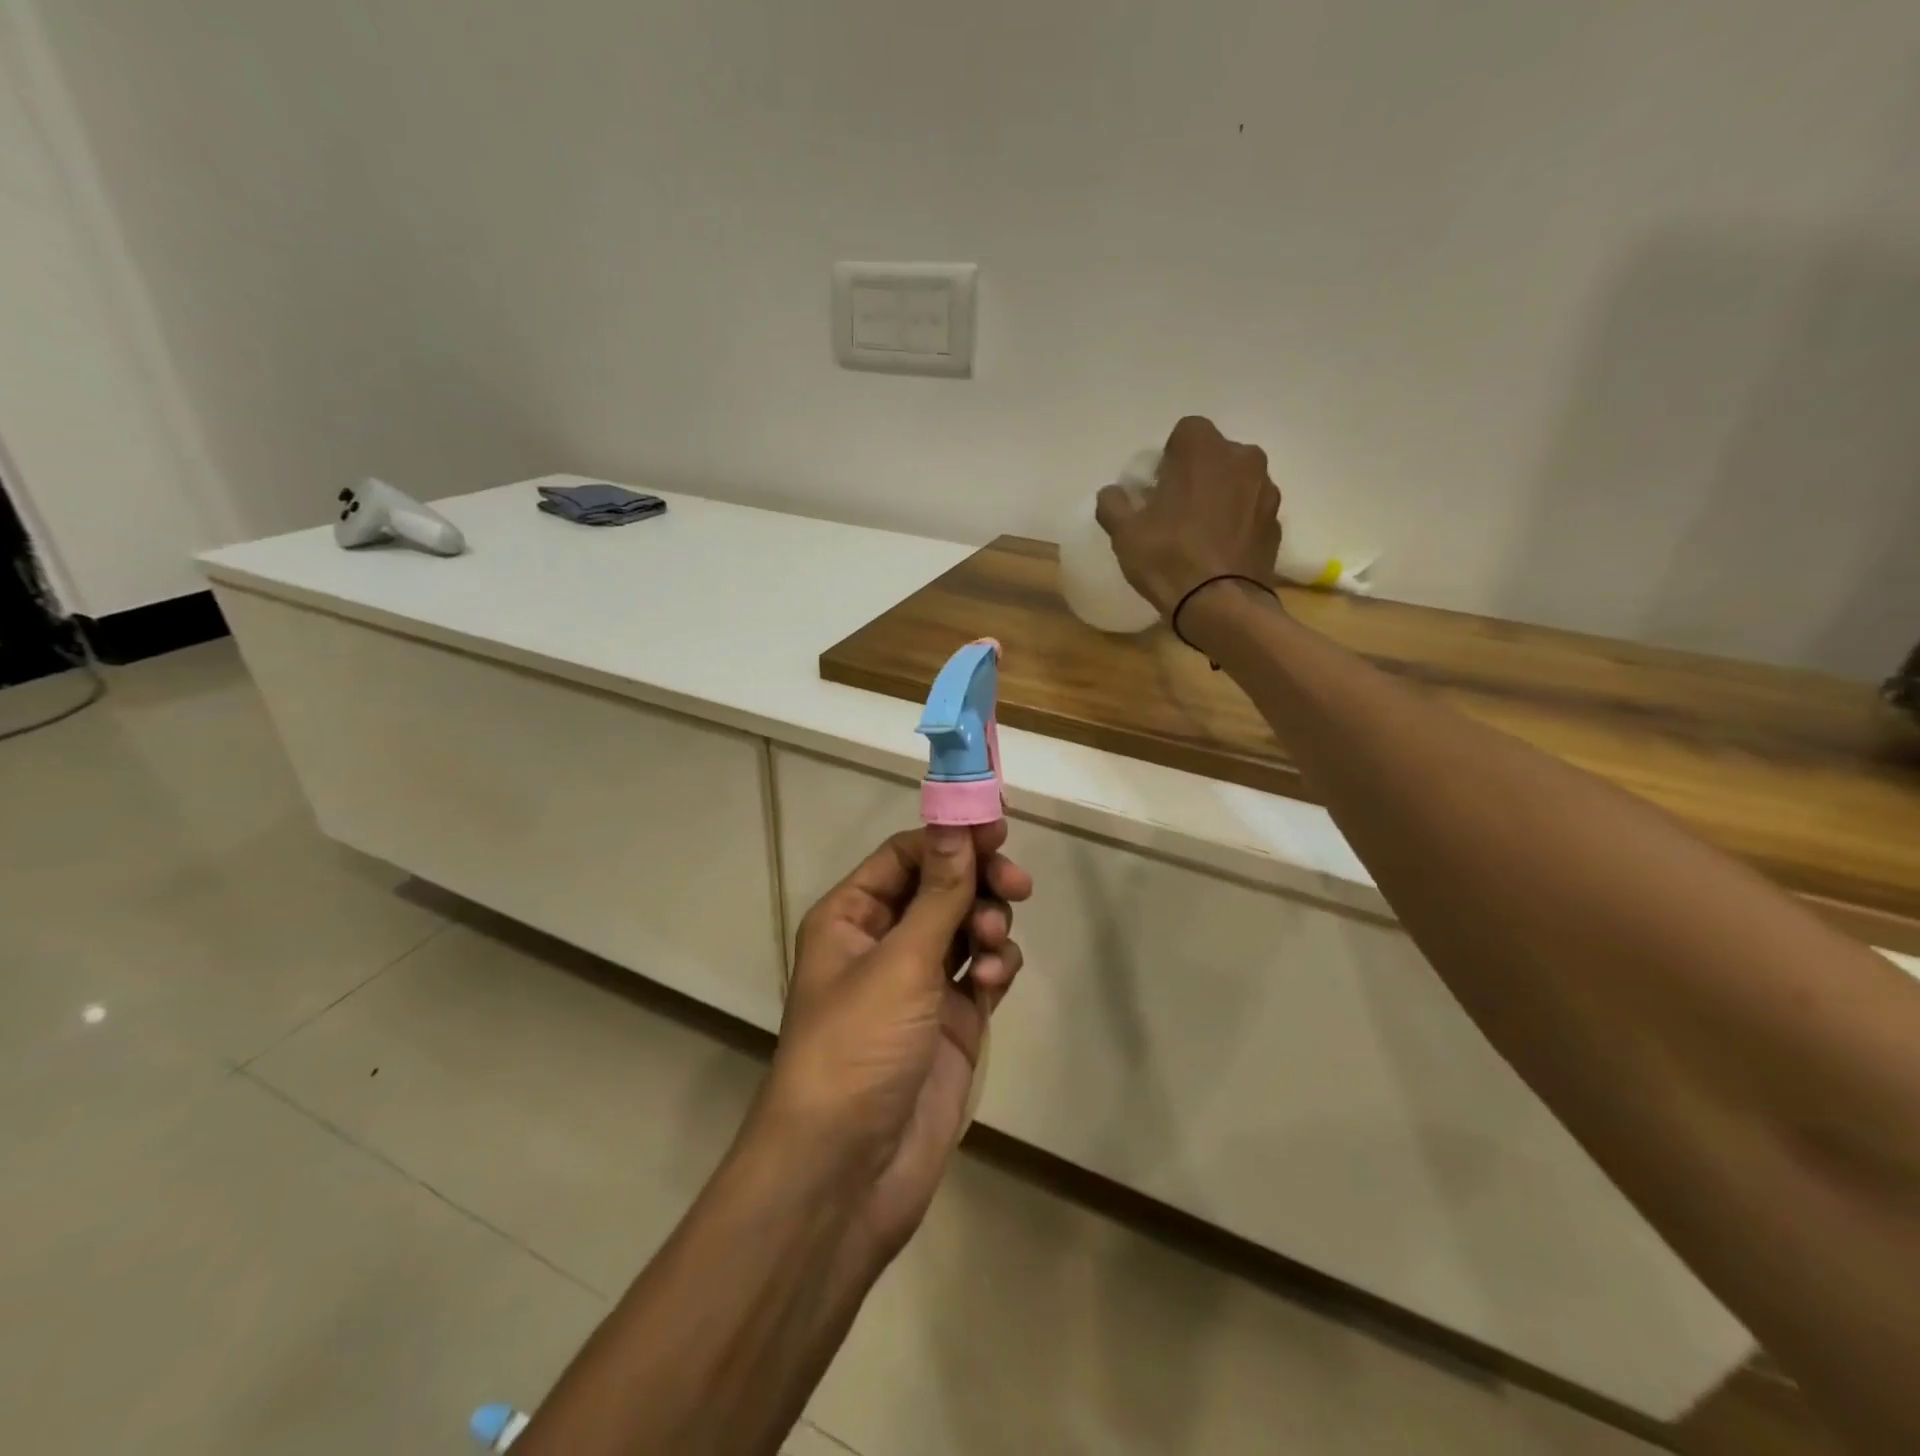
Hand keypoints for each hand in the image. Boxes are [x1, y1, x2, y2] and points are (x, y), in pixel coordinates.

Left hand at [760, 823, 1032, 1269]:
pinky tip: (996, 982)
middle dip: (979, 883)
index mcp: (852, 916)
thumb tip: (956, 820)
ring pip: (967, 928)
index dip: (951, 838)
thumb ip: (939, 891)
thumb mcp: (901, 960)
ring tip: (993, 949)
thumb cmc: (859, 1047)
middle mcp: (883, 942)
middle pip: (942, 887)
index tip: (999, 829)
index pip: (906, 855)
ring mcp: (919, 984)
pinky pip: (982, 972)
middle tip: (1017, 885)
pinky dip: (996, 967)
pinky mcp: (951, 1022)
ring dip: (988, 926)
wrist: (849, 1172)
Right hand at [1095, 416, 1282, 621]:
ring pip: (1236, 483)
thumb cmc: (1168, 558)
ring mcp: (1266, 491)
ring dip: (1220, 497)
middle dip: (1197, 474)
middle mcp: (1243, 459)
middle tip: (1176, 510)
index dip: (1168, 459)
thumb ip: (1114, 503)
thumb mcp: (1124, 532)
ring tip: (1199, 534)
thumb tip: (1114, 493)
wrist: (1221, 605)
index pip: (1184, 433)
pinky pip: (1250, 512)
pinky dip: (1236, 524)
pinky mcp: (1277, 523)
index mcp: (1205, 450)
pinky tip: (1218, 551)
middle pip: (1215, 456)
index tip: (1157, 489)